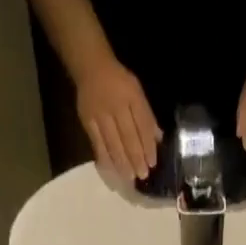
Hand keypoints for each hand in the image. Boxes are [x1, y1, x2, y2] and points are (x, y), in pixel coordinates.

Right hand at [75, 57, 160, 180]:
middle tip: (142, 175)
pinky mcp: (88, 122)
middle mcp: (116, 105)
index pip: (142, 125)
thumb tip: (158, 139)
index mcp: (131, 96)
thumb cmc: (119, 82)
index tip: (152, 163)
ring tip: (130, 177)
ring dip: (123, 163)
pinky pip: (98, 145)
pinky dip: (106, 160)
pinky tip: (112, 172)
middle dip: (136, 158)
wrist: (91, 67)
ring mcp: (100, 114)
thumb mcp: (137, 92)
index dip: (148, 146)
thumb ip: (146, 116)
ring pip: (113, 144)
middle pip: (128, 137)